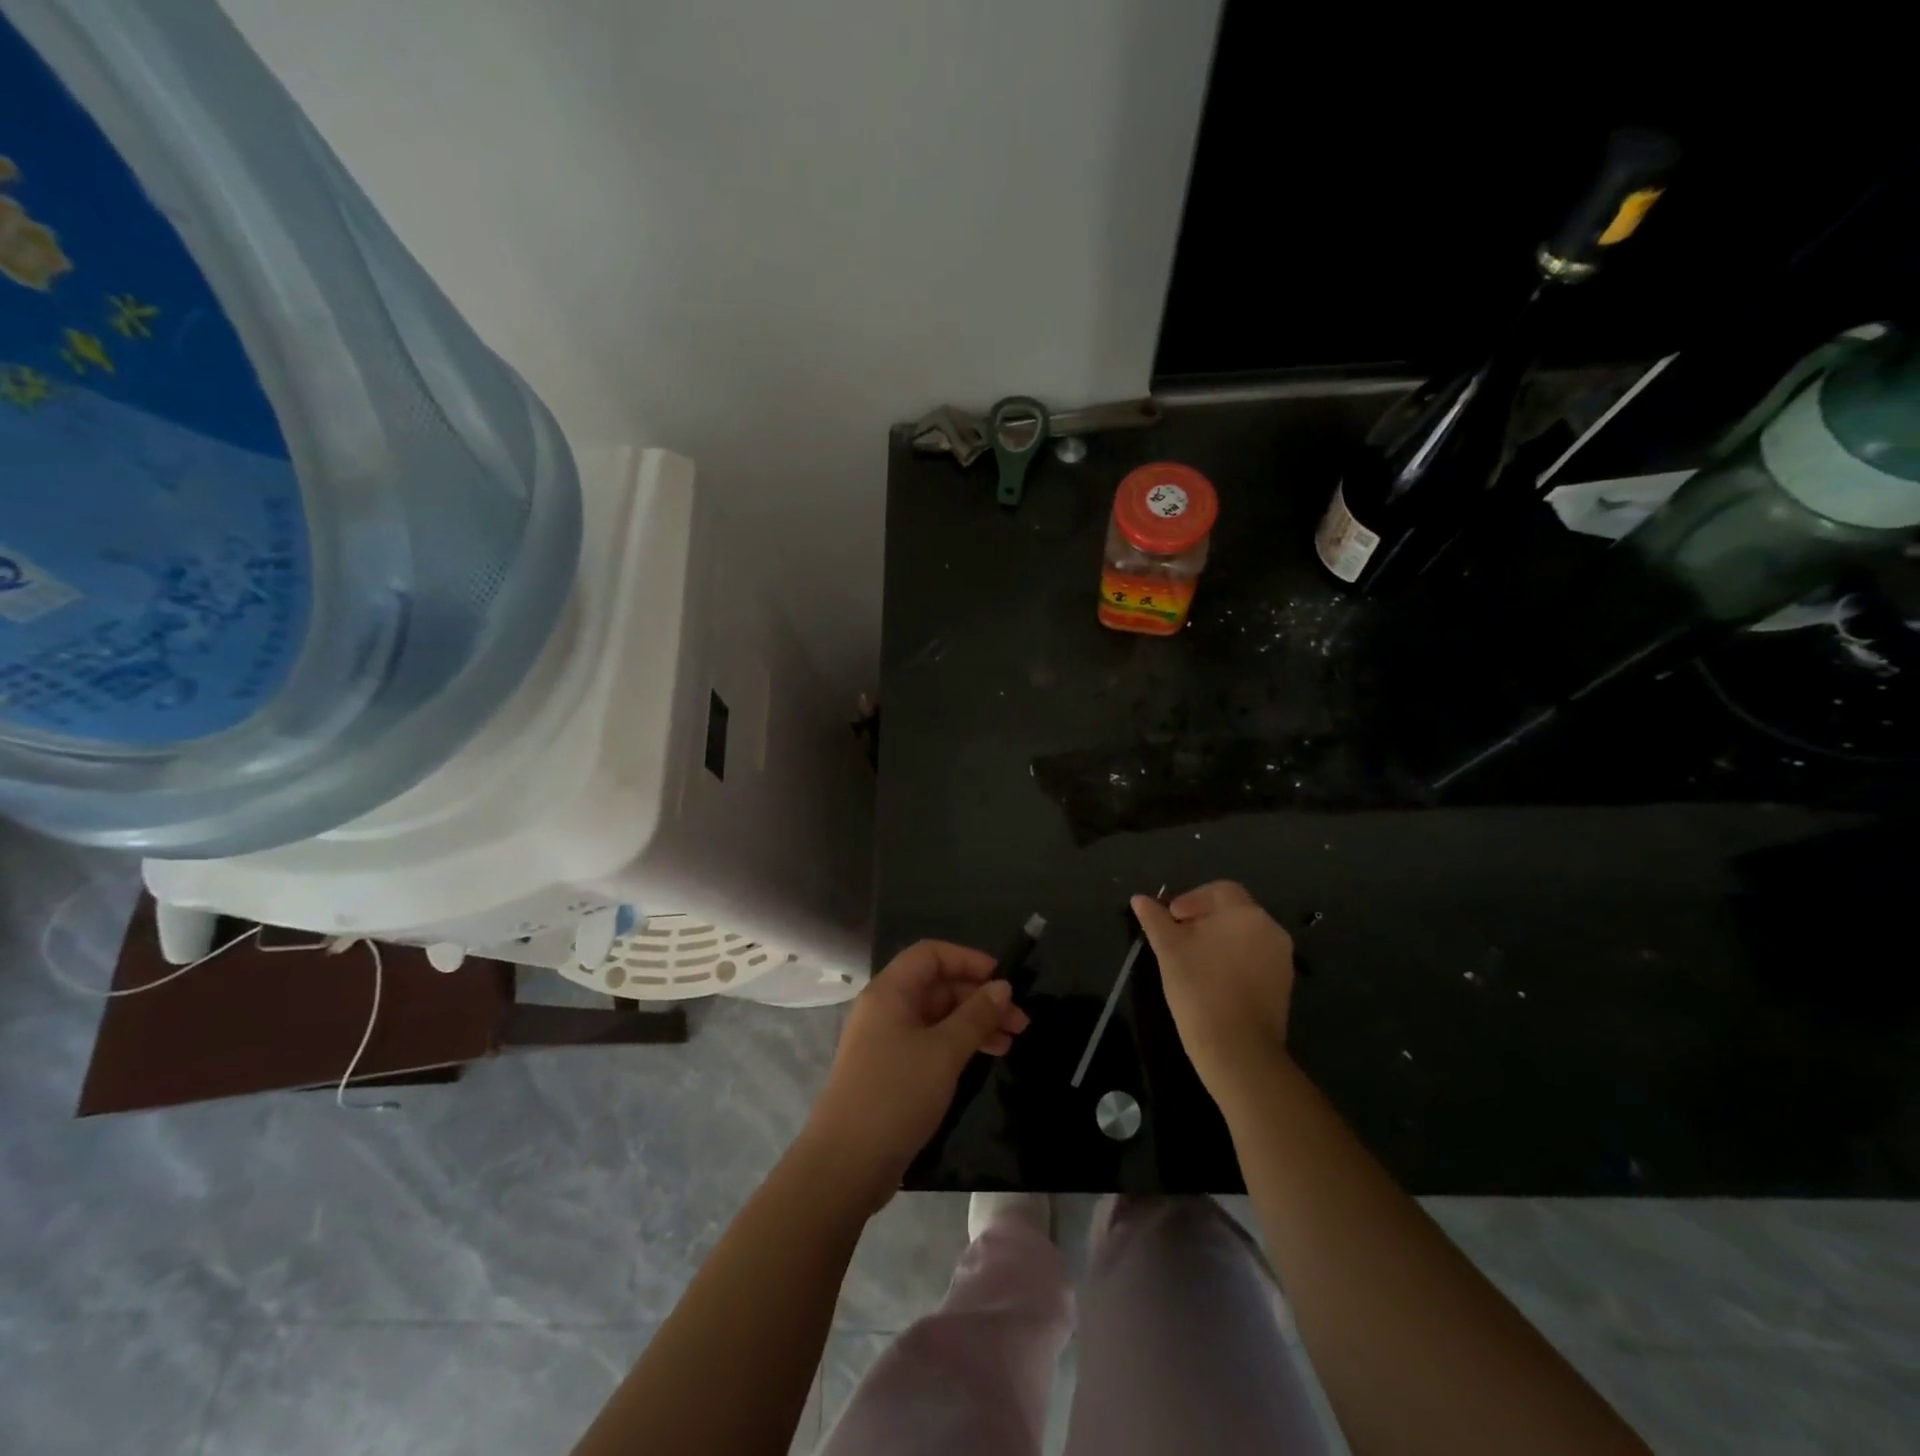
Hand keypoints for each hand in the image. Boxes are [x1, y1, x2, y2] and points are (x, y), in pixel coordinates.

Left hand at [800, 940, 1030, 1213]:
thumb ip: (976, 1016)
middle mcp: (886, 1008)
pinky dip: (958, 1044)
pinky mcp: (891, 1070)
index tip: (1003, 979)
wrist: (846, 1164)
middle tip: (1020, 1020)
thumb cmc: (896, 1095)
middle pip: (937, 986)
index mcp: (890, 991)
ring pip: (937, 1016)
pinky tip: (985, 1058)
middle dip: (979, 997)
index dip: (968, 960)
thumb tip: (1002, 987)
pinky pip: (930, 1042)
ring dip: (974, 1023)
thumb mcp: (944, 1052)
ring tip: (1012, 1041)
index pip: (931, 954)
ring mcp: (887, 1040)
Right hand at [1132, 881, 1295, 1100]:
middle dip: (1204, 920)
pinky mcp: (1283, 986)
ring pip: (1244, 936)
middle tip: (1178, 939)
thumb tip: (1139, 899)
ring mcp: (1281, 959)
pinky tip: (1213, 981)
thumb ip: (1155, 919)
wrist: (1238, 1050)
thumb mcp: (1168, 949)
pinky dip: (1234, 961)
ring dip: (1219, 940)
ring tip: (1192, 961)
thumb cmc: (1199, 988)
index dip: (1191, 899)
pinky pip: (1255, 960)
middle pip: (1233, 912)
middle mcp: (1270, 929)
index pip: (1219, 890)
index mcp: (1246, 913)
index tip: (1171, 919)